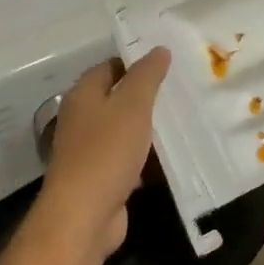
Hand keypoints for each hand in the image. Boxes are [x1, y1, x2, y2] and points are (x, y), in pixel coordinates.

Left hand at [41, 48, 170, 257]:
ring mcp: (88, 150)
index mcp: (83, 95)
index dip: (136, 62)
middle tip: (180, 90)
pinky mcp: (100, 178)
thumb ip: (146, 76)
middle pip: (115, 98)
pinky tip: (168, 157)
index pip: (109, 66)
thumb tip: (158, 49)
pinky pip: (126, 159)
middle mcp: (81, 119)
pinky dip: (144, 157)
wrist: (84, 215)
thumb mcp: (132, 106)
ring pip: (122, 130)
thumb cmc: (107, 152)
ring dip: (146, 128)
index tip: (167, 63)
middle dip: (145, 95)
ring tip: (182, 119)